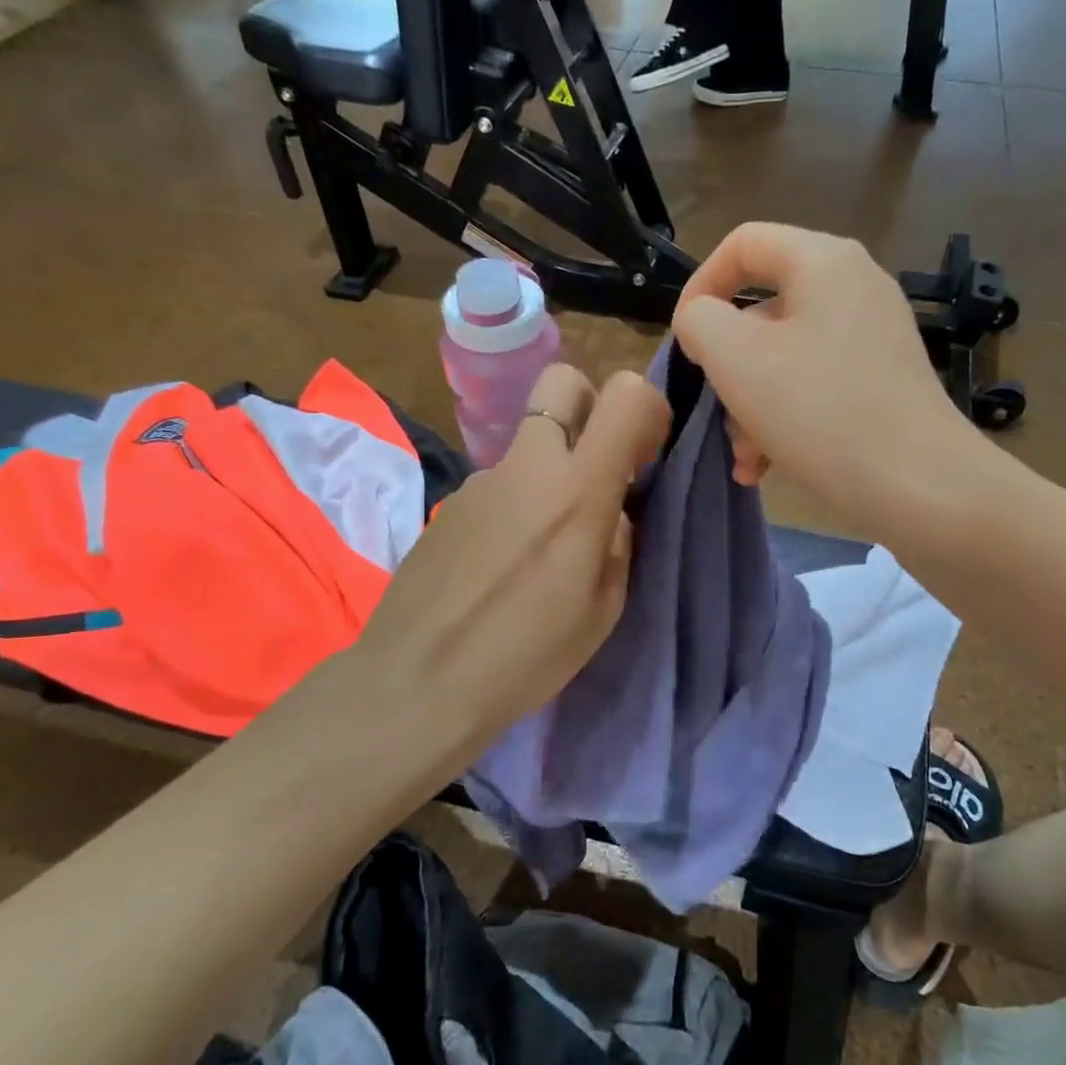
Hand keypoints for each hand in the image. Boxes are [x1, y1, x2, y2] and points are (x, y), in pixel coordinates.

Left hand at [350, 364, 669, 764]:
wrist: (418, 683)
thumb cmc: (525, 657)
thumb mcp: (602, 609)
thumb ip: (617, 542)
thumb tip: (610, 513)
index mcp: (577, 492)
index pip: (626, 395)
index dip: (648, 409)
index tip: (646, 452)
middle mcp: (527, 467)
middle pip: (563, 381)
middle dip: (590, 406)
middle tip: (595, 467)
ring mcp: (480, 480)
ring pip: (529, 444)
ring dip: (548, 470)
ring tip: (539, 544)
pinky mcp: (449, 502)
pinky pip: (498, 483)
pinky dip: (513, 503)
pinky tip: (499, 562)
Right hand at [672, 223, 992, 534]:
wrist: (919, 484)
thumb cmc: (819, 411)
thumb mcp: (735, 358)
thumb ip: (700, 321)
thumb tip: (703, 320)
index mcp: (823, 261)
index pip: (743, 243)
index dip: (700, 284)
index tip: (683, 341)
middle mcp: (855, 287)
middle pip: (764, 310)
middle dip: (728, 367)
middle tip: (717, 413)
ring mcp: (874, 337)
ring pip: (786, 357)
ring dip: (752, 406)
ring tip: (746, 459)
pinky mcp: (884, 381)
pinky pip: (817, 385)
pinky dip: (786, 419)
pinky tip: (767, 467)